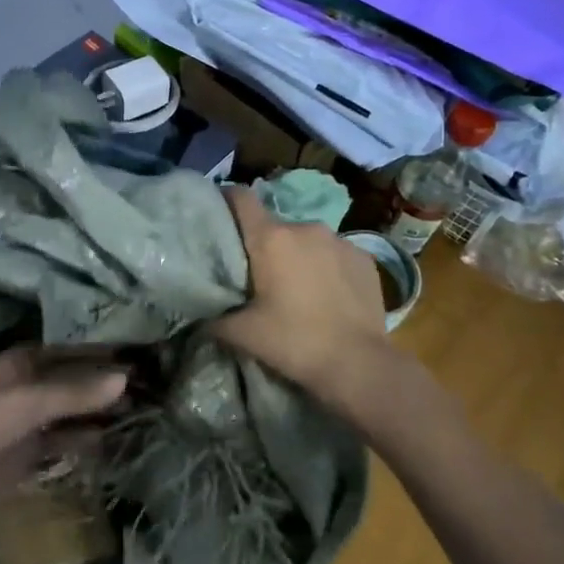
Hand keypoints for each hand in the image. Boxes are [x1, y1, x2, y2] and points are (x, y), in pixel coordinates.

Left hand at [0, 346, 126, 521]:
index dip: (102, 351)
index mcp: (24, 361)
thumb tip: (125, 379)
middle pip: (76, 380)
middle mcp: (31, 384)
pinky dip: (89, 438)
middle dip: (106, 383)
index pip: (71, 349)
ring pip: (74, 410)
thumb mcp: (29, 403)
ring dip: (101, 411)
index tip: (138, 351)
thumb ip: (76, 392)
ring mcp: (32, 418)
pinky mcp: (34, 449)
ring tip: (143, 409)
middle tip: (150, 384)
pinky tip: (116, 437)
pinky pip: (68, 439)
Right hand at [212, 186, 385, 395]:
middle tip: (258, 277)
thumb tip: (199, 316)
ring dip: (297, 256)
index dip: (226, 201)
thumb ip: (214, 318)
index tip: (218, 214)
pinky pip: (334, 254)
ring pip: (306, 240)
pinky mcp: (364, 257)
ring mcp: (339, 240)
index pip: (241, 198)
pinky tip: (328, 295)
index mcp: (271, 238)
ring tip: (297, 288)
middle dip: (264, 245)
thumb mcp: (244, 334)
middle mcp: (305, 228)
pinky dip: (326, 267)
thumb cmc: (295, 342)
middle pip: (274, 226)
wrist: (360, 365)